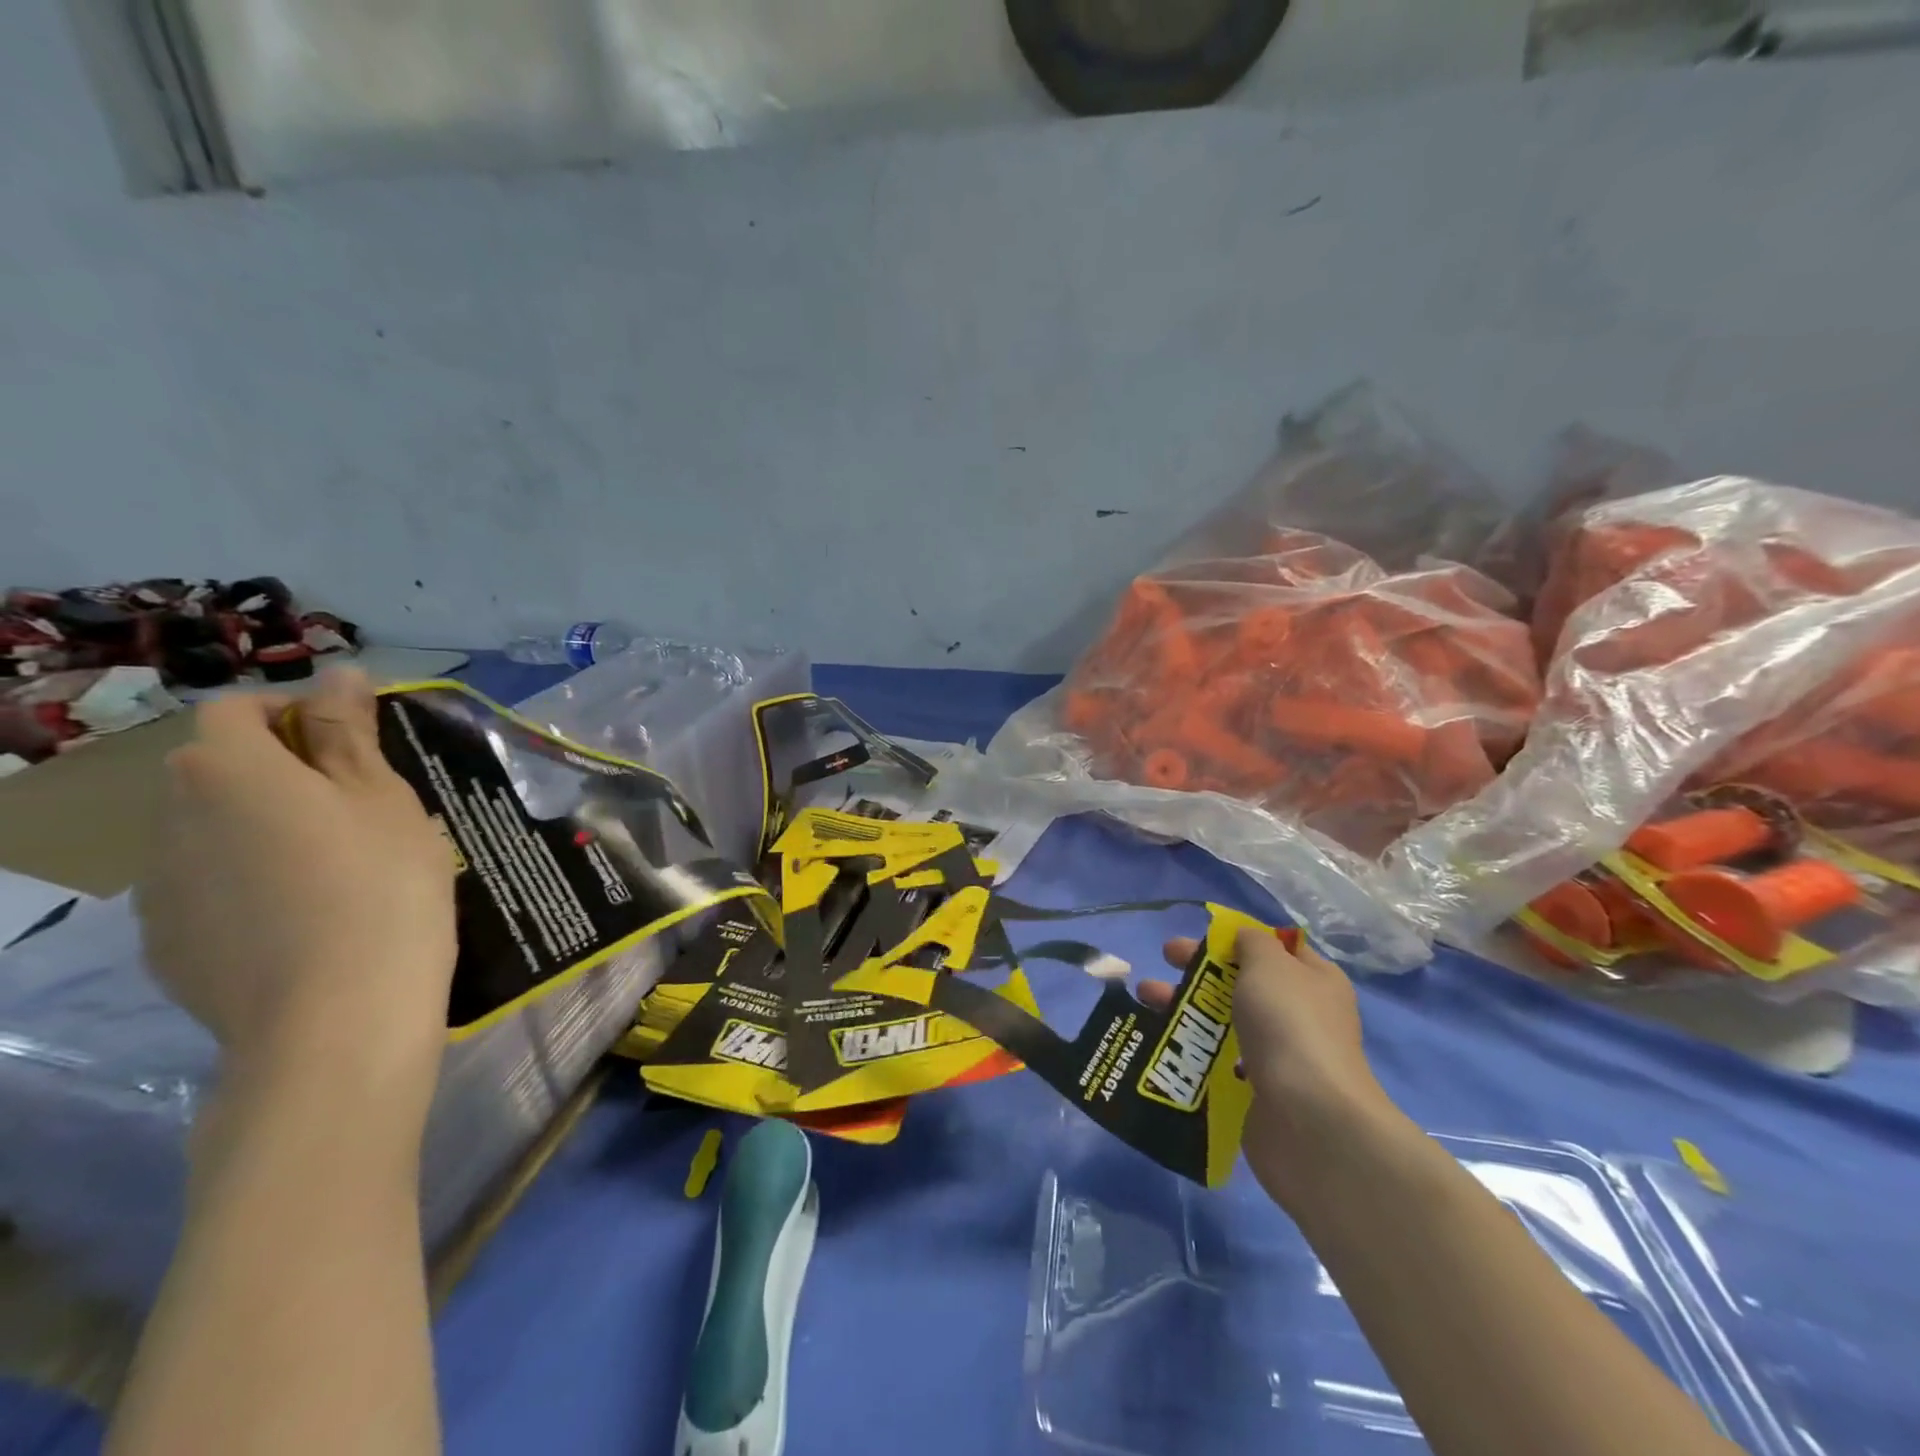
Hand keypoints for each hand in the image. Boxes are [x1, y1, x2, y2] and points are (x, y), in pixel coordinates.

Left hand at [136, 670, 456, 1121]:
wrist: (337, 1016)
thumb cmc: (381, 885)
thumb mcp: (383, 798)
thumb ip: (349, 732)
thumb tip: (338, 672)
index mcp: (228, 770)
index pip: (239, 709)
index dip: (295, 713)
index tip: (355, 745)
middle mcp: (171, 817)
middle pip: (218, 769)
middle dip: (281, 771)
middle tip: (358, 806)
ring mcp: (159, 886)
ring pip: (211, 830)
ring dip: (262, 828)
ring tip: (336, 867)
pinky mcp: (166, 942)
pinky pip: (207, 887)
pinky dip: (248, 883)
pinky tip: (305, 916)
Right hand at [1145, 927, 1400, 1209]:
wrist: (1308, 1120)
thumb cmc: (1290, 1025)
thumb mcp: (1269, 964)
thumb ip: (1251, 942)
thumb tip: (1243, 939)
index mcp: (1314, 980)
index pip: (1276, 949)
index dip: (1239, 938)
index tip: (1201, 936)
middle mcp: (1301, 1015)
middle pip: (1242, 982)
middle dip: (1199, 970)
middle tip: (1164, 959)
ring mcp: (1279, 1056)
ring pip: (1224, 1020)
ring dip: (1184, 1006)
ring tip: (1145, 999)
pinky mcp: (1257, 1091)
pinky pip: (1217, 1060)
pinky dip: (1190, 1049)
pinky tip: (1161, 1041)